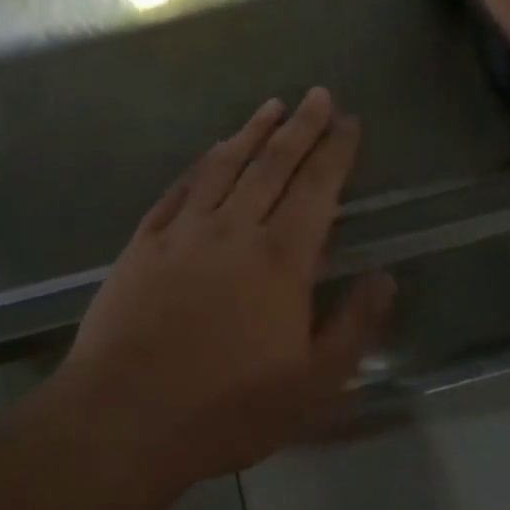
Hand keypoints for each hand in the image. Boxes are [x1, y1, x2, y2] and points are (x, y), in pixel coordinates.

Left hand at [53, 88, 394, 490]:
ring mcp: (183, 230)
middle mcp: (233, 229)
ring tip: (272, 106)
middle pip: (273, 164)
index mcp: (279, 260)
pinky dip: (201, 164)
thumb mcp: (311, 386)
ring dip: (251, 132)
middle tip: (318, 95)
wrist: (125, 414)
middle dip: (300, 126)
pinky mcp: (145, 240)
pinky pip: (179, 188)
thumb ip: (353, 327)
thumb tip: (385, 277)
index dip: (335, 151)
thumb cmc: (226, 408)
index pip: (316, 188)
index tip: (347, 121)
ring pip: (224, 166)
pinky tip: (211, 151)